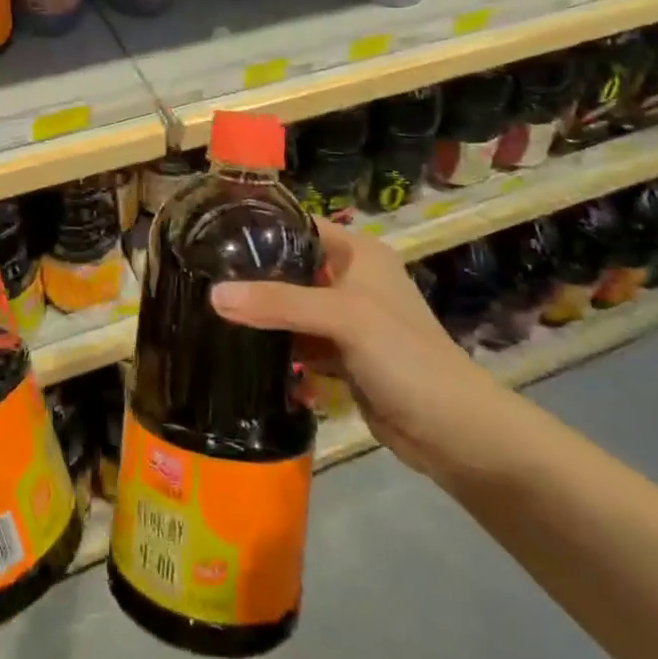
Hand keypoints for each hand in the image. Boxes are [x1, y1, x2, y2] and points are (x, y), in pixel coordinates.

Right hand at [211, 219, 512, 481]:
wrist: (454, 432)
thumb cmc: (403, 355)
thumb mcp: (342, 317)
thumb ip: (279, 302)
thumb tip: (213, 295)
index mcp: (358, 253)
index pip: (300, 225)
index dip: (261, 226)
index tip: (213, 231)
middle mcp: (352, 279)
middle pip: (293, 267)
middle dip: (254, 274)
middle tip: (204, 273)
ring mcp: (348, 320)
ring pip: (294, 307)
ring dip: (263, 312)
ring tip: (210, 307)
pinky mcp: (344, 357)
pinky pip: (301, 341)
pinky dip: (279, 345)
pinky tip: (242, 347)